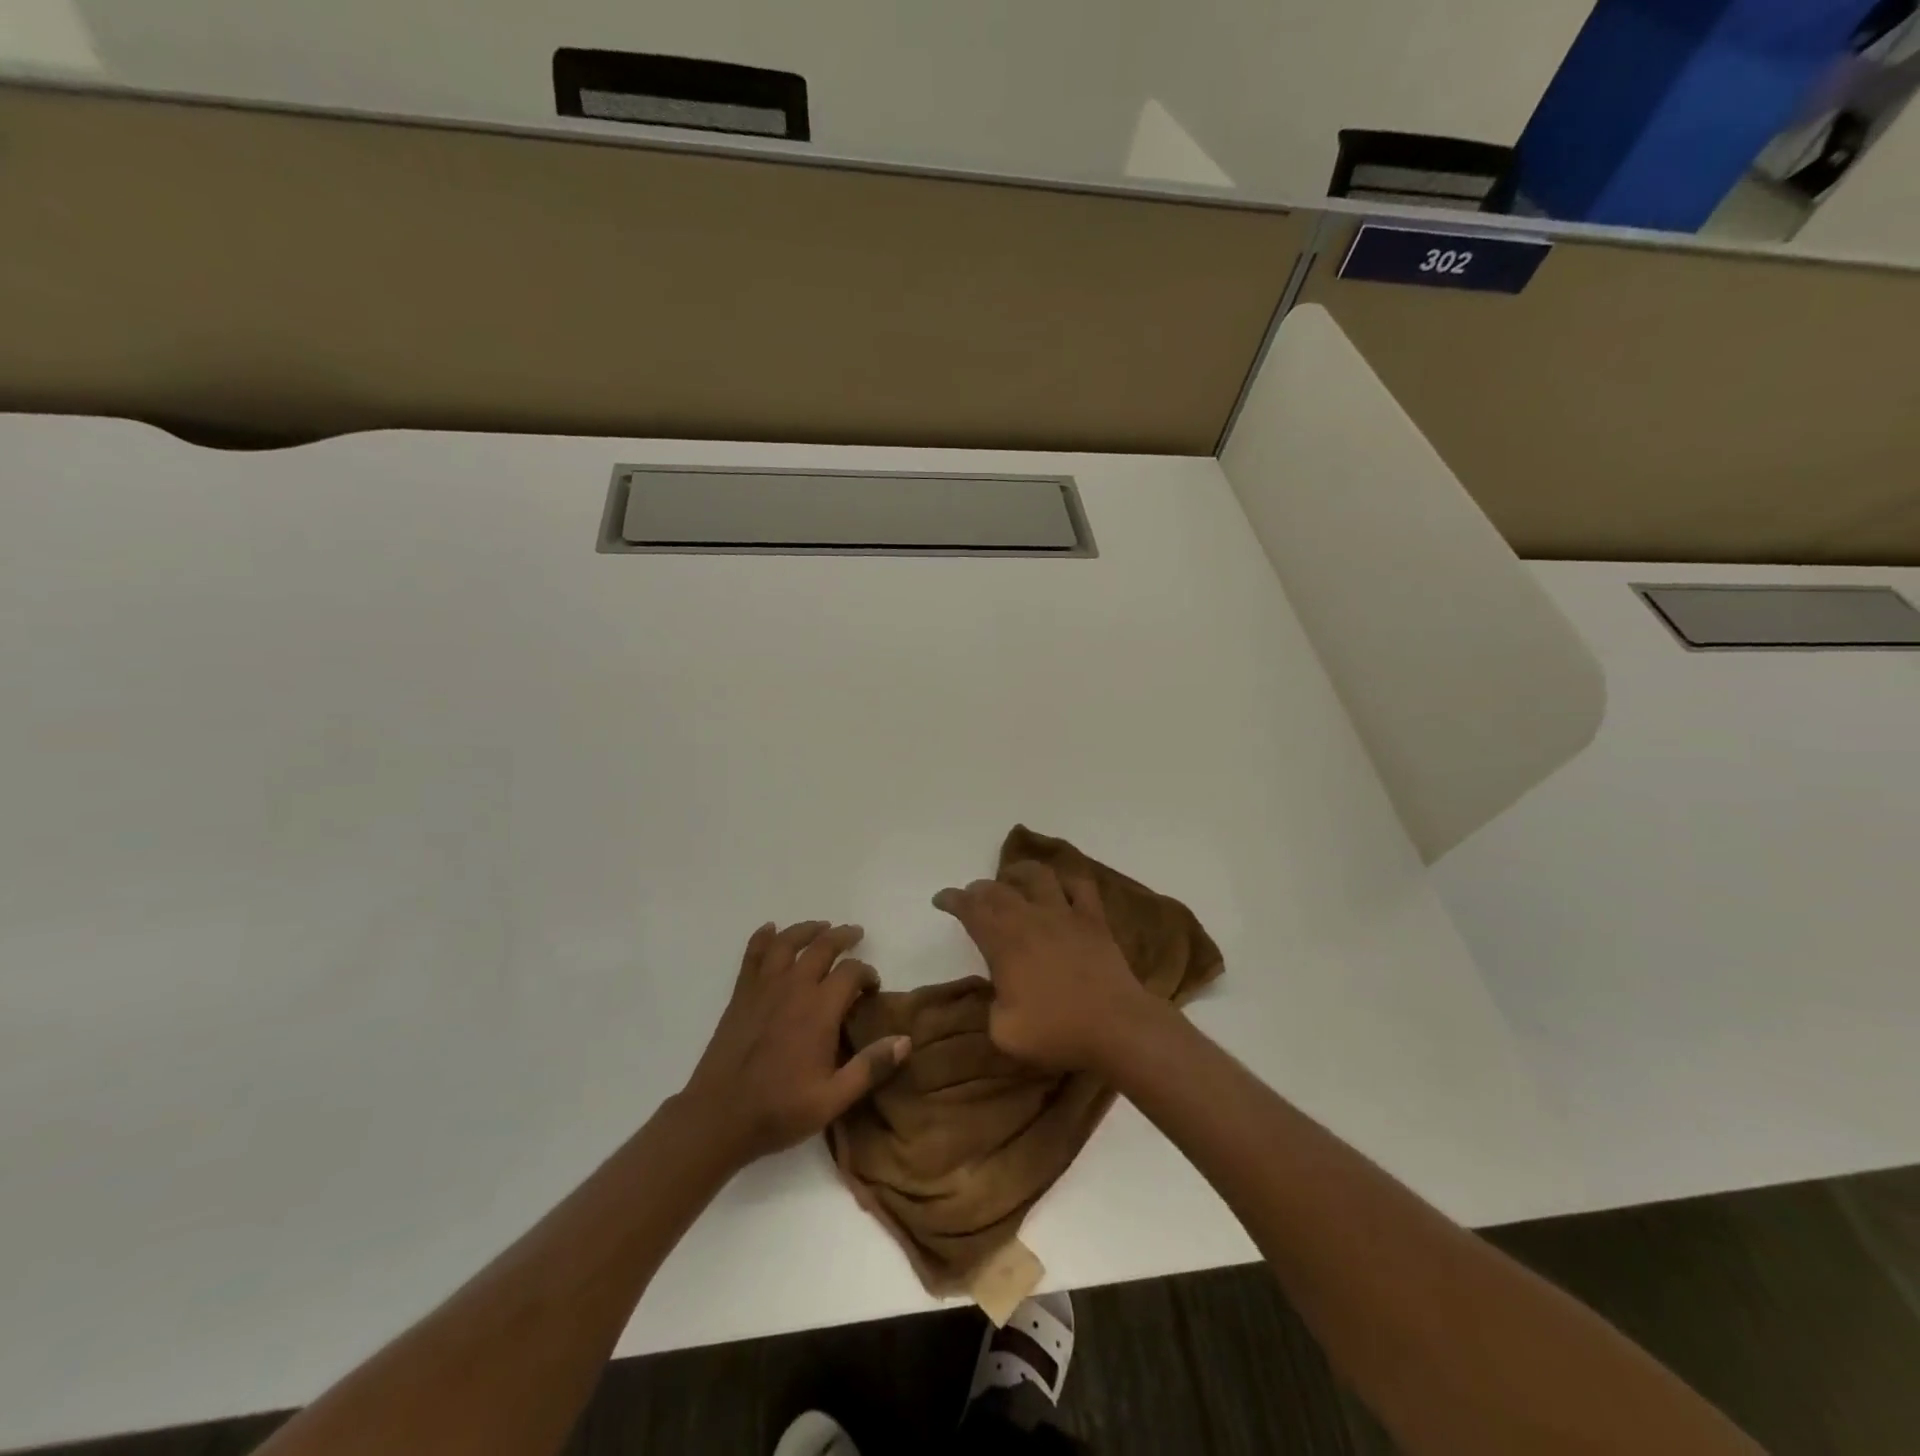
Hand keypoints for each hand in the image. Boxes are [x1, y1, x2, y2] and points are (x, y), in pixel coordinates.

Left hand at [682, 921, 910, 1164]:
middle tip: (856, 934)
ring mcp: (764, 987)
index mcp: (820, 1010)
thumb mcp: (833, 1099)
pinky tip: (770, 930)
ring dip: (808, 930)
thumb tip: (906, 1040)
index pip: (851, 973)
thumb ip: (871, 1067)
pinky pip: (753, 955)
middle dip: (843, 937)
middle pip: (823, 947)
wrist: (718, 1117)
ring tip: (821, 927)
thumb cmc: (779, 1110)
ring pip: (788, 942)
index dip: (867, 973)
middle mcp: (794, 987)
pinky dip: (763, 938)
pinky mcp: (741, 994)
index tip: (872, 986)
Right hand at [933, 862, 1157, 1072]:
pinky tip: (1059, 886)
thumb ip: (991, 1006)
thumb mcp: (1004, 1032)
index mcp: (1004, 943)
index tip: (941, 899)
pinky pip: (1080, 886)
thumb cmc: (1057, 1032)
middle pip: (998, 890)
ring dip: (1018, 872)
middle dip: (979, 889)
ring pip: (1038, 876)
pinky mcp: (1094, 920)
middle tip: (971, 896)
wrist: (1116, 1027)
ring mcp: (1065, 915)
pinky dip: (1066, 880)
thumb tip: (999, 992)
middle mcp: (1031, 919)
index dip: (952, 900)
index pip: (971, 910)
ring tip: (1011, 878)